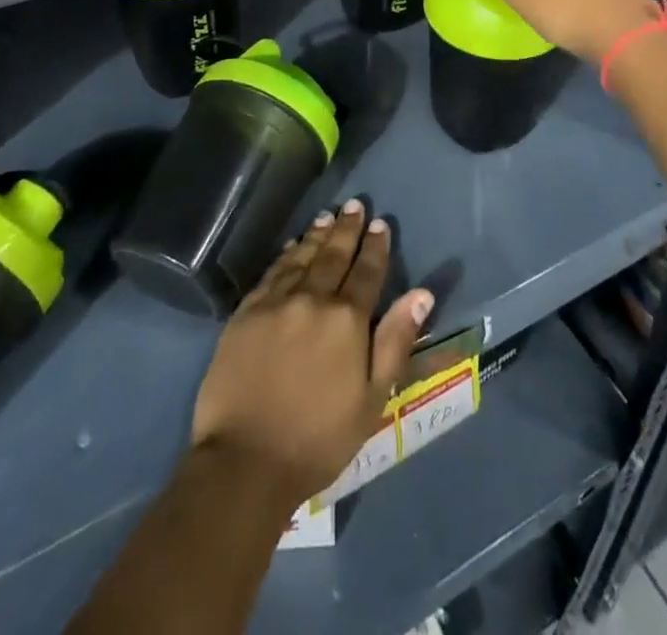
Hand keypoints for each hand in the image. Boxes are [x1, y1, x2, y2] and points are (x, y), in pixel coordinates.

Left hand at [191, 200, 432, 508]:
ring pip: (301, 257)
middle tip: (355, 205)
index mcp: (347, 319)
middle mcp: (313, 299)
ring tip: (327, 217)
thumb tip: (421, 293)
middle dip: (346, 229)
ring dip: (316, 235)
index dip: (375, 247)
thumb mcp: (372, 398)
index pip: (366, 272)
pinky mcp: (246, 313)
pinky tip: (291, 247)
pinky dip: (285, 256)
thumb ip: (395, 340)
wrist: (245, 461)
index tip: (380, 224)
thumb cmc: (319, 438)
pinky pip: (271, 273)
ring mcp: (276, 303)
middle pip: (333, 256)